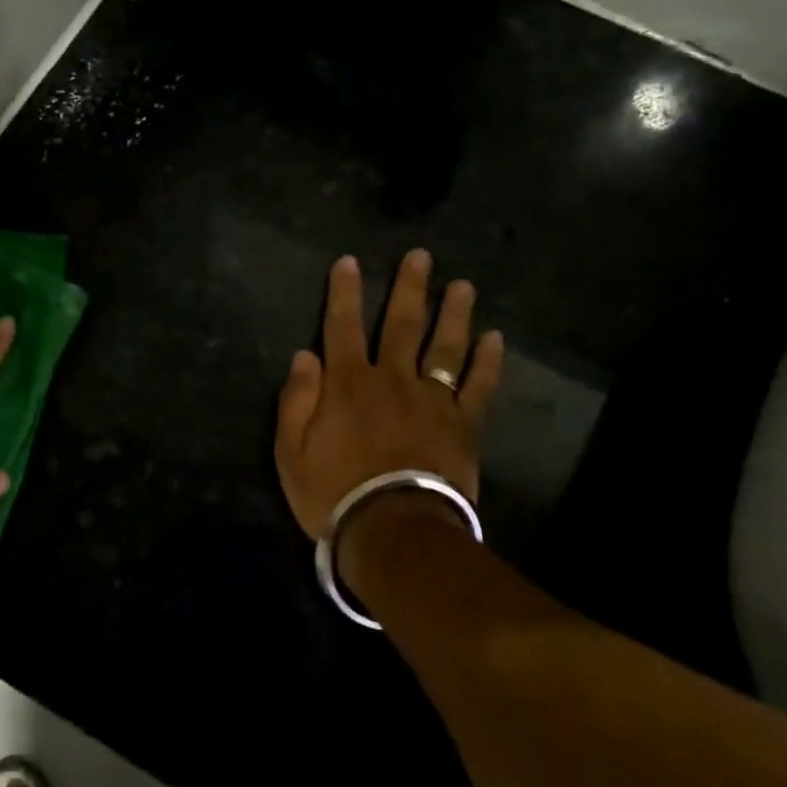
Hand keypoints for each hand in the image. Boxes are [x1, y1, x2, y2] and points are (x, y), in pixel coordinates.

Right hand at [275, 250, 503, 540]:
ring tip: (462, 285)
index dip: (344, 293)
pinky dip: (488, 361)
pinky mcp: (462, 424)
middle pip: (402, 325)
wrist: (392, 529)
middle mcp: (392, 379)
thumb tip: (304, 355)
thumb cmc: (333, 492)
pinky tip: (496, 338)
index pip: (342, 327)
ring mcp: (432, 399)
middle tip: (421, 256)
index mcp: (347, 383)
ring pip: (444, 346)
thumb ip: (296, 400)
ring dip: (453, 313)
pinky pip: (478, 386)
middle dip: (409, 288)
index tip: (349, 261)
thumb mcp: (290, 451)